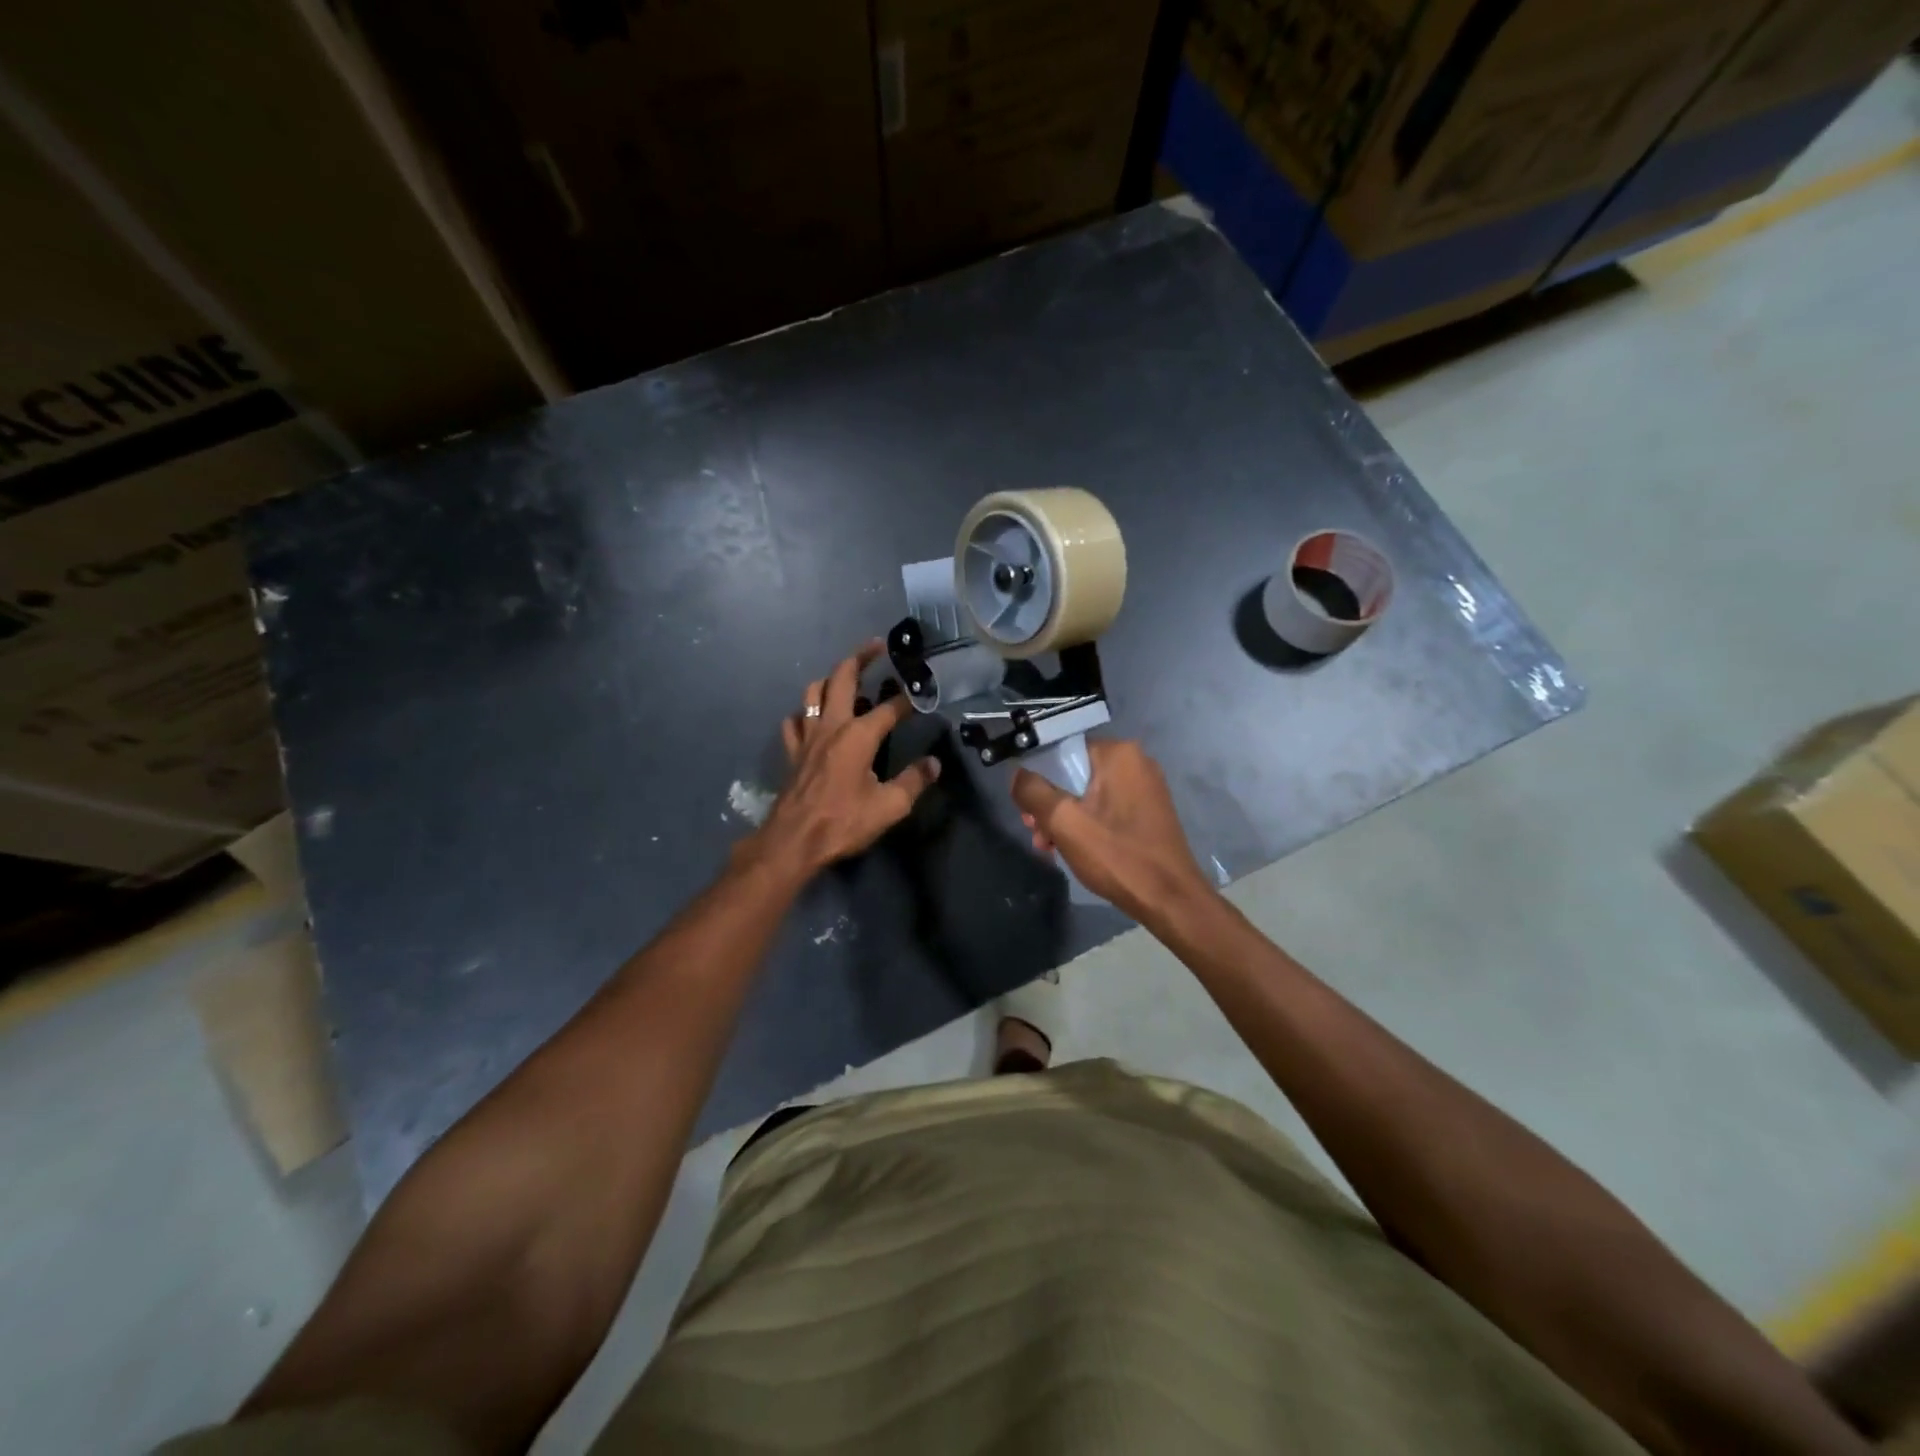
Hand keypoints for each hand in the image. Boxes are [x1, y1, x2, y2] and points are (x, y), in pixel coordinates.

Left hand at [751, 641, 939, 879]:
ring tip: (845, 679)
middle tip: (876, 646)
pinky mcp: (792, 751)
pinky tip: (813, 719)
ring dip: (830, 679)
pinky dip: (805, 713)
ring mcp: (807, 736)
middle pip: (842, 677)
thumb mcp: (889, 807)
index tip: (922, 692)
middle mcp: (832, 725)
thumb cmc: (843, 822)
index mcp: (859, 735)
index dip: (908, 699)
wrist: (794, 840)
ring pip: (813, 692)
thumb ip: (914, 781)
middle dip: (860, 657)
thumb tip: (934, 764)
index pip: (890, 708)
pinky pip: (794, 721)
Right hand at [1011, 739, 1213, 919]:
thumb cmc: (1117, 856)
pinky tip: (1074, 850)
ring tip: (1050, 848)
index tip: (1027, 810)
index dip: (1037, 778)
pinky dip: (1087, 825)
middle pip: (1074, 774)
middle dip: (1050, 805)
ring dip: (1065, 820)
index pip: (1062, 751)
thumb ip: (1033, 792)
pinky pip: (1106, 808)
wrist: (1171, 900)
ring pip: (1088, 794)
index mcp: (1118, 753)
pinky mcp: (1149, 812)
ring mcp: (1145, 787)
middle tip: (1038, 836)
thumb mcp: (1064, 822)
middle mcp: (1136, 762)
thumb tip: (1017, 775)